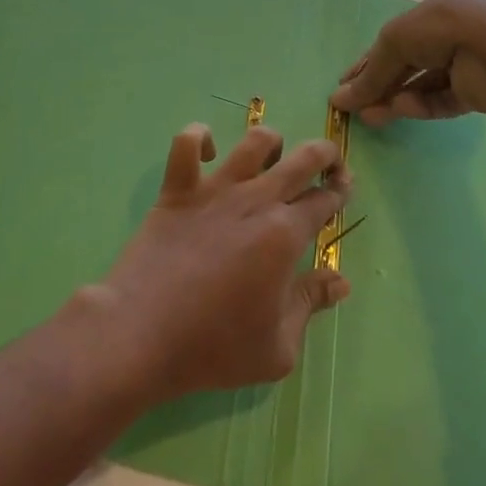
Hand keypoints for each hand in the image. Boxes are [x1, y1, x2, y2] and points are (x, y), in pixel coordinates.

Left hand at [89, 124, 352, 405]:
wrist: (142, 334)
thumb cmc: (213, 347)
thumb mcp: (278, 347)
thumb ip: (311, 304)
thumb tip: (342, 281)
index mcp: (284, 235)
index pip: (324, 200)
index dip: (339, 193)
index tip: (342, 193)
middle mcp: (255, 200)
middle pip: (303, 158)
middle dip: (326, 154)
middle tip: (328, 166)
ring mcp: (214, 189)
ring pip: (254, 141)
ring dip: (273, 143)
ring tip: (273, 160)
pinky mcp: (177, 189)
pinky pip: (187, 143)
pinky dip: (200, 138)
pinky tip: (209, 153)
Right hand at [329, 0, 485, 125]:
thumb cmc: (446, 29)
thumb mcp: (397, 40)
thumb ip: (371, 71)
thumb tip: (339, 99)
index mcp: (445, 4)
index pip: (401, 33)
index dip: (371, 57)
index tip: (346, 81)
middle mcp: (461, 29)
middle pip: (411, 60)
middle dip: (381, 82)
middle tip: (354, 105)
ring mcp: (476, 60)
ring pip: (427, 81)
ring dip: (396, 97)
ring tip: (370, 117)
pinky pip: (447, 97)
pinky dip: (423, 104)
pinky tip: (401, 110)